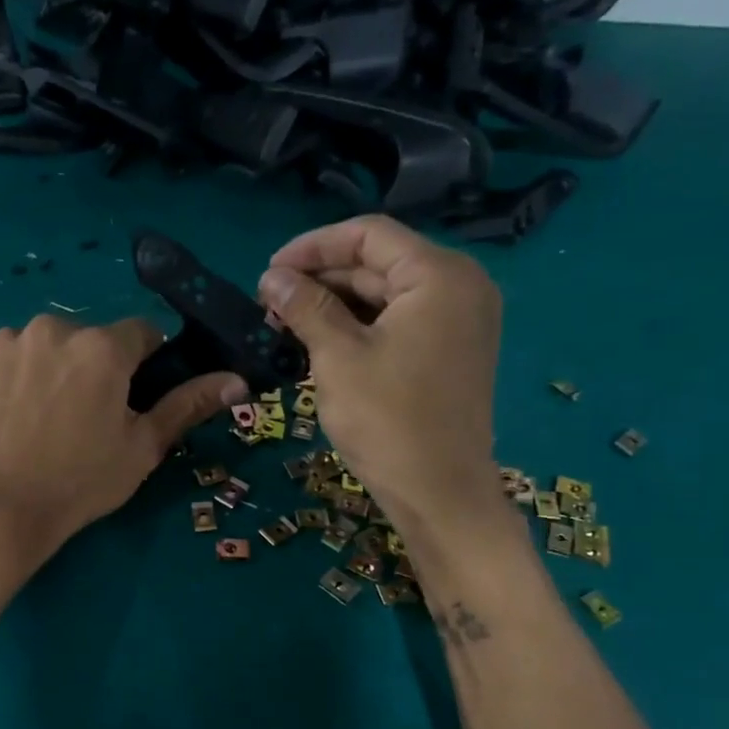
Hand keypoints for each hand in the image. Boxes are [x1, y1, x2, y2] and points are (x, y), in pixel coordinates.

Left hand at [0, 314, 246, 567]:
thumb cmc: (79, 483)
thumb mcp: (142, 449)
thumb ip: (187, 406)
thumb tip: (237, 380)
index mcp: (103, 348)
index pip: (140, 334)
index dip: (142, 365)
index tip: (130, 397)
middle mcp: (52, 329)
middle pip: (84, 341)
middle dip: (88, 369)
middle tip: (77, 420)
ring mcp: (2, 342)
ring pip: (37, 348)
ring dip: (43, 372)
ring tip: (33, 422)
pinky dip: (2, 381)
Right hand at [259, 216, 504, 534]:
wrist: (439, 493)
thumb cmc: (388, 420)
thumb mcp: (338, 358)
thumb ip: (305, 307)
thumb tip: (271, 277)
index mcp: (439, 275)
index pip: (369, 235)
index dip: (313, 247)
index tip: (269, 271)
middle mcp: (460, 286)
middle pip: (379, 263)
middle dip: (322, 278)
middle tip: (270, 303)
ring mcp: (460, 321)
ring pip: (387, 295)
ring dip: (336, 304)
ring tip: (286, 324)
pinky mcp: (451, 352)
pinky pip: (400, 322)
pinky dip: (360, 327)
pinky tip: (320, 342)